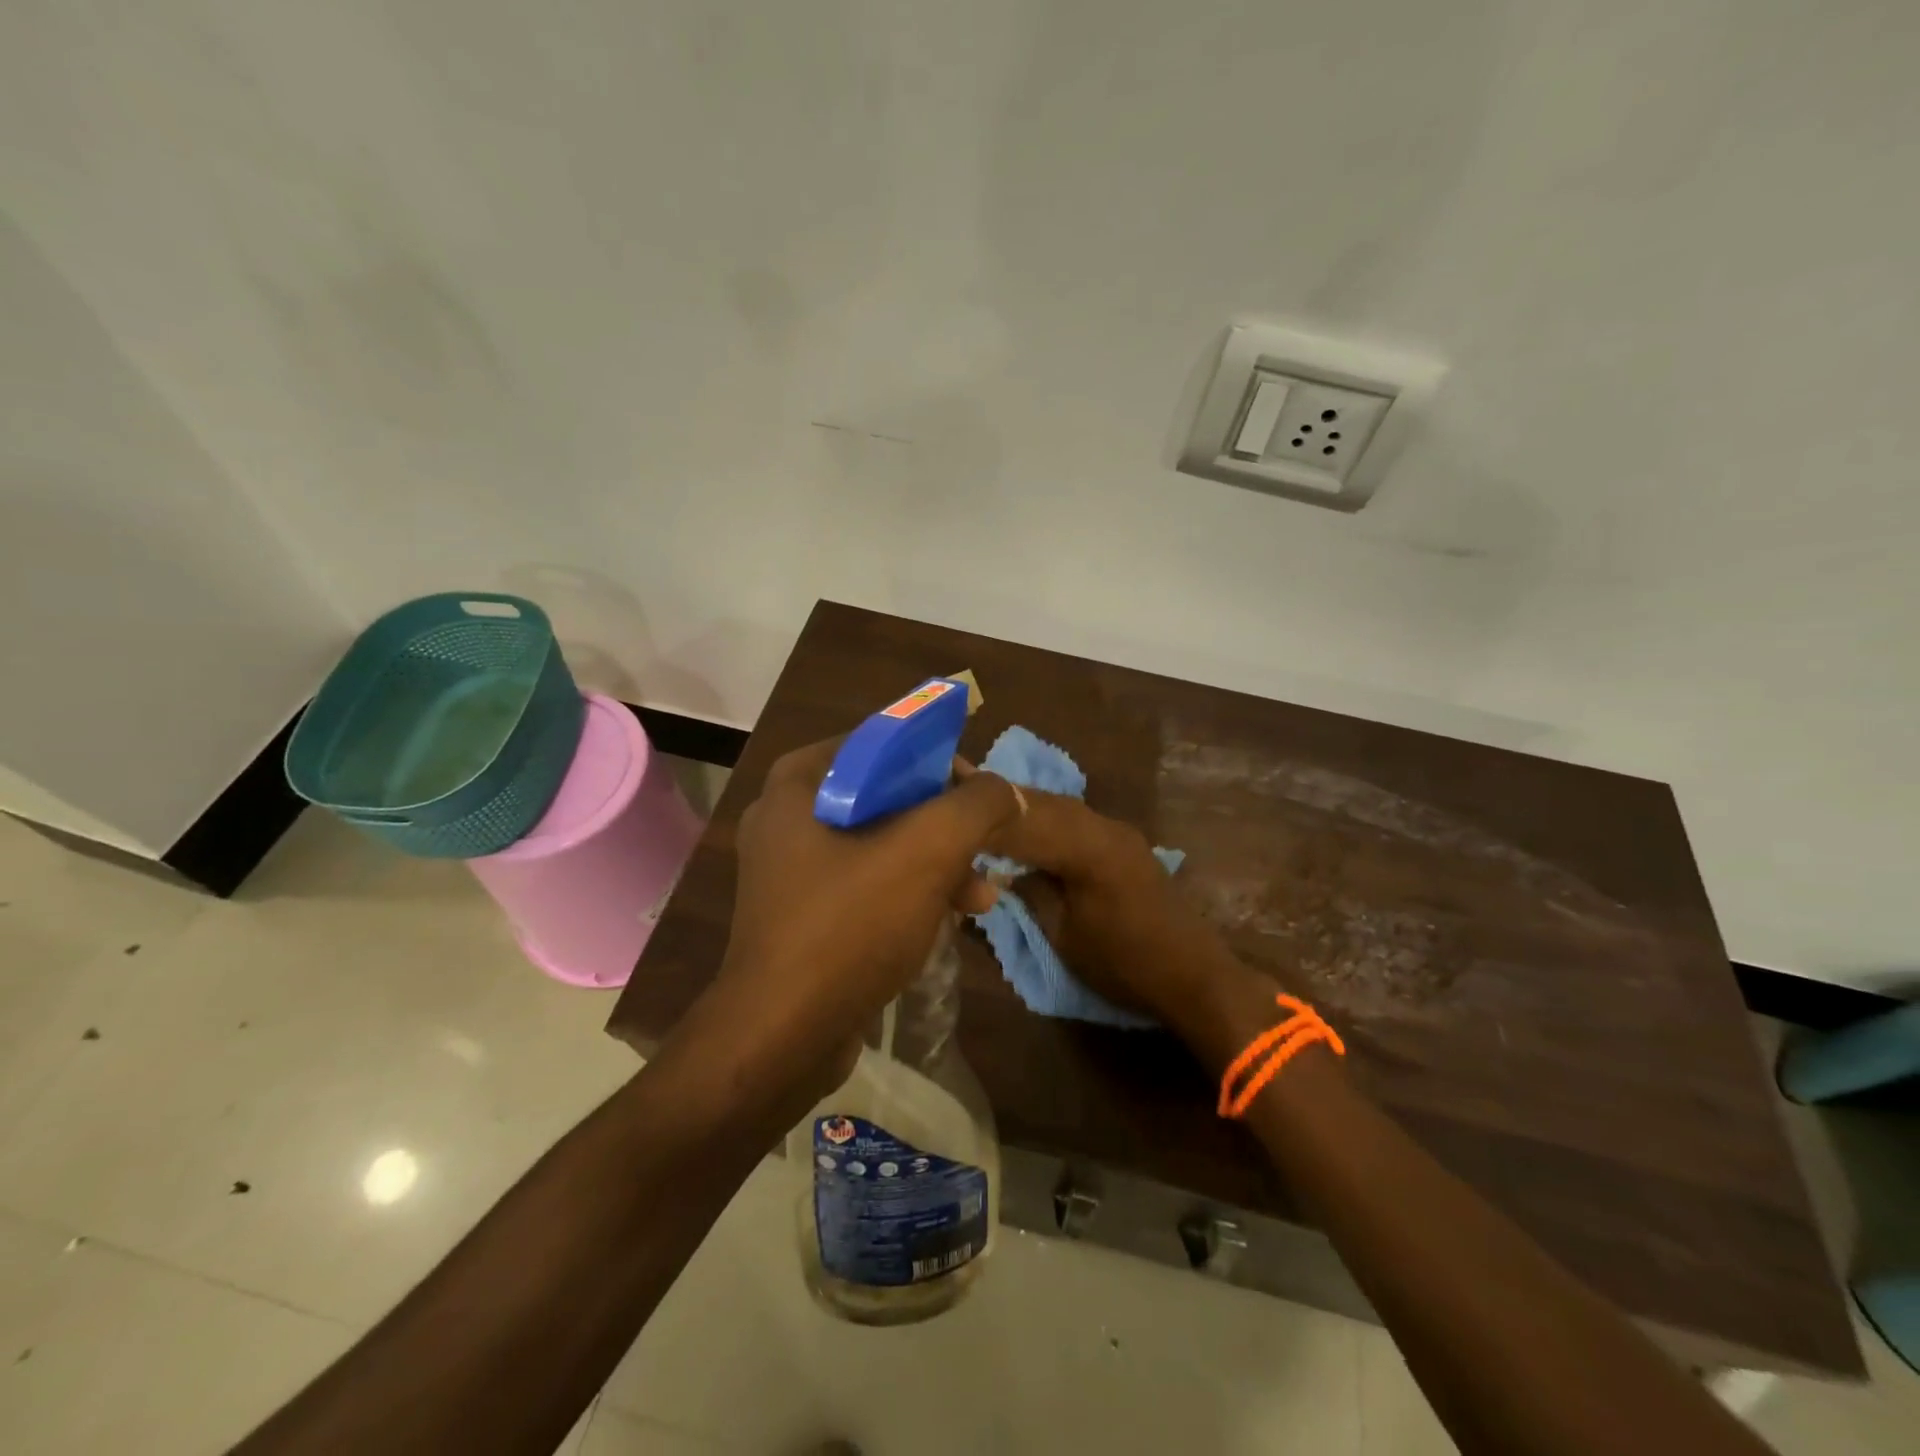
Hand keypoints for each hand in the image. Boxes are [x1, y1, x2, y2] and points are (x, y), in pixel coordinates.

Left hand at [702, 739, 1021, 1104]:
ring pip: (880, 846)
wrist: (783, 1039)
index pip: (879, 744)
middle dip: (944, 825)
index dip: (935, 759)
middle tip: (986, 847)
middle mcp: (787, 820)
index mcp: (797, 785)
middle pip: (884, 798)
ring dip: (937, 865)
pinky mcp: (803, 919)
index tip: (977, 791)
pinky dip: (909, 894)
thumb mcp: (926, 851)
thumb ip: (976, 806)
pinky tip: (948, 920)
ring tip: (982, 898)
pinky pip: (867, 886)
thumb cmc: (849, 926)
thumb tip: (1006, 792)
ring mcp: (791, 873)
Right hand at [980, 779, 1261, 1046]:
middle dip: (997, 796)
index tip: (944, 798)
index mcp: (1089, 847)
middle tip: (953, 779)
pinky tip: (1021, 820)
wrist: (1195, 977)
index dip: (982, 812)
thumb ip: (1031, 892)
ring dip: (1020, 804)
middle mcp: (1104, 827)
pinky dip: (1043, 817)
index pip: (1024, 818)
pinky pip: (1074, 820)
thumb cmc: (1125, 965)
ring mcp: (1117, 832)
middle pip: (1042, 802)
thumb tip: (1001, 868)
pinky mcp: (1123, 844)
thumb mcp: (1064, 935)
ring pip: (1059, 807)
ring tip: (978, 796)